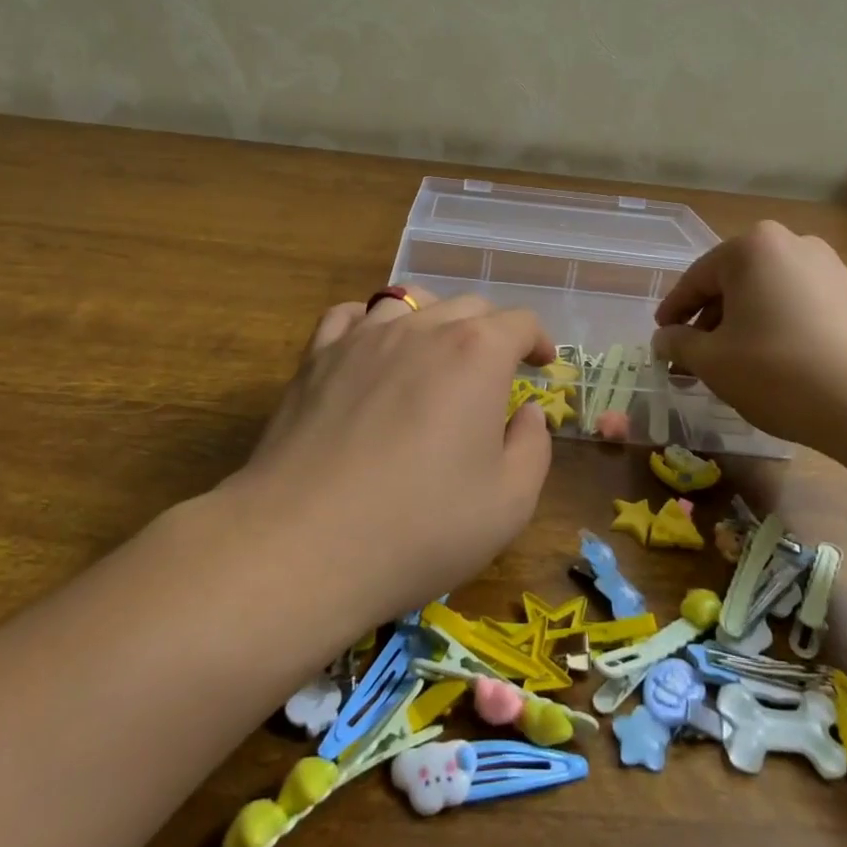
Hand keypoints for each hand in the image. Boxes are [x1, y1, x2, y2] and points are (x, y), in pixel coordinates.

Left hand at [227, 289, 556, 627]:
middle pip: (468, 306)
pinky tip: (371, 349)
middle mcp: (421, 328)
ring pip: (409, 302)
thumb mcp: (510, 502)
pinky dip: (370, 323)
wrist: (304, 545)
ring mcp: (362, 338)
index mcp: (477, 353)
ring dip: (434, 319)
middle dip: (492, 331)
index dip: (538, 340)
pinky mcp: (316, 358)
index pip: (519, 323)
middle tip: (495, 371)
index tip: (542, 364)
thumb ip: (533, 446)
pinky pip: (349, 316)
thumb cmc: (420, 527)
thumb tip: (525, 412)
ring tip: (435, 352)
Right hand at [651, 221, 846, 460]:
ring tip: (732, 366)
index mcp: (751, 247)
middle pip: (733, 283)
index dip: (673, 312)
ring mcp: (829, 267)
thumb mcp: (713, 362)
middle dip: (709, 321)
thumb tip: (664, 339)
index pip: (696, 279)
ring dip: (742, 326)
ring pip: (766, 294)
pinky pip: (798, 305)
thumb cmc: (780, 372)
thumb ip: (679, 344)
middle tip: (693, 359)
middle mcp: (791, 243)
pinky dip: (776, 328)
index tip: (661, 339)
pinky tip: (774, 364)